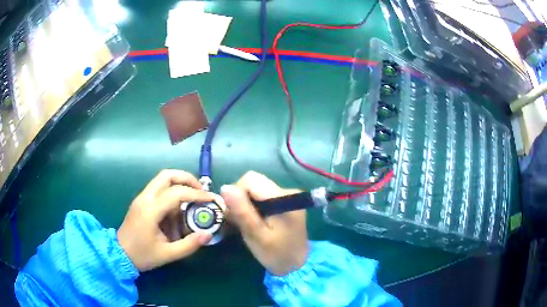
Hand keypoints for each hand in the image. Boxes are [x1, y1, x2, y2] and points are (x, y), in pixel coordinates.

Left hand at [117, 170, 213, 271]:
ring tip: (193, 198)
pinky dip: (172, 192)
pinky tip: (179, 208)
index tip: (211, 199)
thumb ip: (189, 245)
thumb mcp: (168, 254)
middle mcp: (144, 198)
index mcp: (150, 211)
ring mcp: (141, 198)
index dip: (196, 193)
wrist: (119, 254)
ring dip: (179, 184)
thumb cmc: (142, 255)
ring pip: (162, 179)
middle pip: (167, 175)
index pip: (176, 193)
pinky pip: (158, 189)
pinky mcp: (140, 201)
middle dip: (187, 179)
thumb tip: (208, 234)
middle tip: (201, 191)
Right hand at [221, 171, 308, 275]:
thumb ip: (242, 212)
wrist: (297, 264)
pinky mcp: (285, 201)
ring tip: (246, 223)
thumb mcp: (256, 236)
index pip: (251, 180)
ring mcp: (288, 196)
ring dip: (247, 203)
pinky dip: (254, 206)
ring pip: (256, 189)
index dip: (236, 193)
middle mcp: (288, 191)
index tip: (234, 214)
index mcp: (284, 198)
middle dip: (241, 199)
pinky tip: (255, 221)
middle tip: (238, 220)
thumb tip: (225, 187)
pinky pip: (263, 196)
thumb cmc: (276, 254)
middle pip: (254, 183)